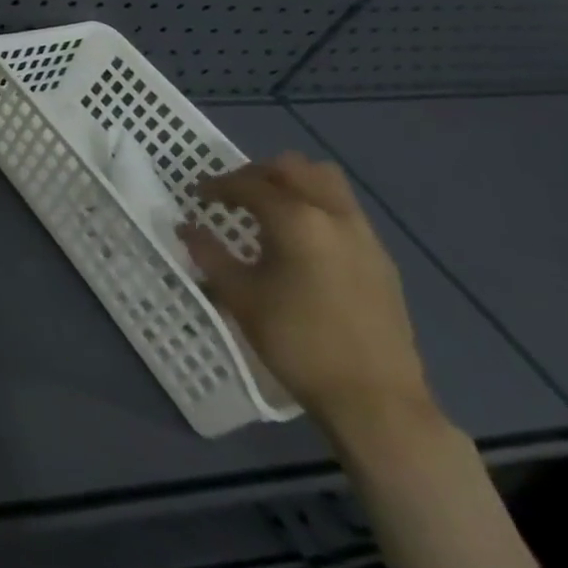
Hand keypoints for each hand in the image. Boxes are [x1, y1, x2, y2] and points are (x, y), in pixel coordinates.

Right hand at [180, 152, 435, 440]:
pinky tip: (297, 243)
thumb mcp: (238, 295)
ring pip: (328, 185)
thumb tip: (186, 227)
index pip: (248, 184)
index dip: (216, 186)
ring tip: (266, 212)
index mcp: (297, 221)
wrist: (375, 399)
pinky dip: (315, 209)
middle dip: (258, 173)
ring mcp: (365, 239)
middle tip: (233, 195)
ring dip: (292, 186)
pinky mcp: (381, 261)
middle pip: (296, 169)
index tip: (197, 197)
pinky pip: (344, 212)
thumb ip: (208, 253)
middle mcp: (335, 218)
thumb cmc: (296, 341)